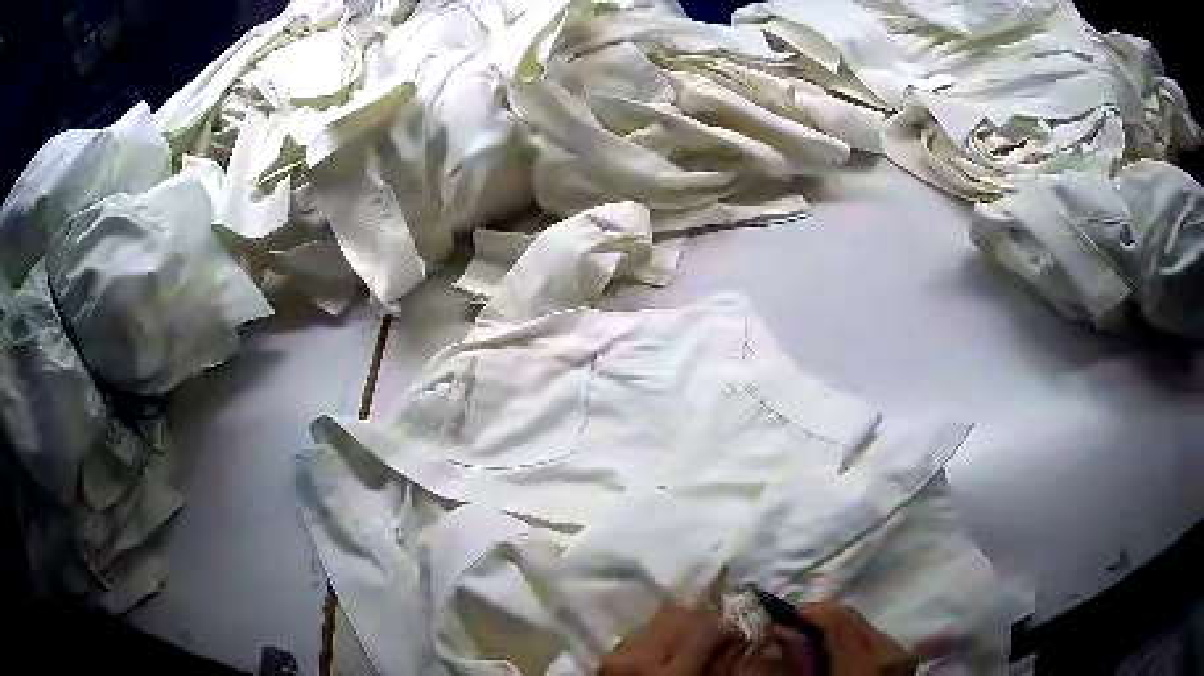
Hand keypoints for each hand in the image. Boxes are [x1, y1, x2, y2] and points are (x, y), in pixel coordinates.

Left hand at [598, 604, 747, 675]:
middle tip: (716, 643)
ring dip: (679, 630)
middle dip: (703, 624)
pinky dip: (657, 639)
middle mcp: (636, 657)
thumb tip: (736, 643)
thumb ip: (722, 669)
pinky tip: (666, 658)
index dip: (727, 631)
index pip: (704, 627)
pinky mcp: (605, 658)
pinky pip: (638, 634)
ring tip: (691, 651)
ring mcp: (615, 655)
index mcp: (669, 674)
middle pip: (678, 615)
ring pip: (656, 620)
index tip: (737, 643)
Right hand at [796, 602, 916, 675]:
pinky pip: (876, 639)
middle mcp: (888, 649)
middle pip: (851, 616)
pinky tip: (838, 655)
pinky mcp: (904, 660)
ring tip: (814, 643)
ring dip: (837, 629)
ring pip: (864, 626)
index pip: (837, 618)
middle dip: (821, 618)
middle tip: (793, 628)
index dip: (809, 612)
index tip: (784, 617)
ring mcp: (900, 653)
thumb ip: (798, 663)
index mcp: (864, 661)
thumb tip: (782, 633)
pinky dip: (854, 641)